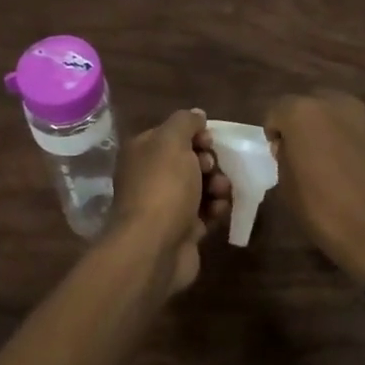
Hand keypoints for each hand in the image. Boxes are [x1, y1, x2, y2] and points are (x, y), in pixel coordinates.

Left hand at [103, 109, 230, 294]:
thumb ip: (185, 122)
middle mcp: (150, 177)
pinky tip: (219, 211)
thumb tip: (197, 115)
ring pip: (200, 186)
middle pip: (189, 160)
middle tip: (212, 169)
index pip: (173, 134)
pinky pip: (205, 212)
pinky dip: (215, 209)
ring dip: (217, 185)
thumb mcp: (172, 141)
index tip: (208, 142)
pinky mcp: (181, 230)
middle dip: (209, 162)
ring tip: (221, 192)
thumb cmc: (163, 187)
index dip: (195, 135)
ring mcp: (165, 205)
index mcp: (143, 152)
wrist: (154, 248)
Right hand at [265, 92, 364, 284]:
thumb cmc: (330, 215)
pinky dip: (364, 146)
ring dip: (339, 132)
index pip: (279, 109)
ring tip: (342, 165)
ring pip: (347, 116)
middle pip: (316, 103)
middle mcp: (341, 106)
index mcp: (306, 115)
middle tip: (308, 153)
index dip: (275, 130)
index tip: (279, 153)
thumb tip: (291, 147)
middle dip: (308, 123)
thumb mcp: (289, 192)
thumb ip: (285, 159)